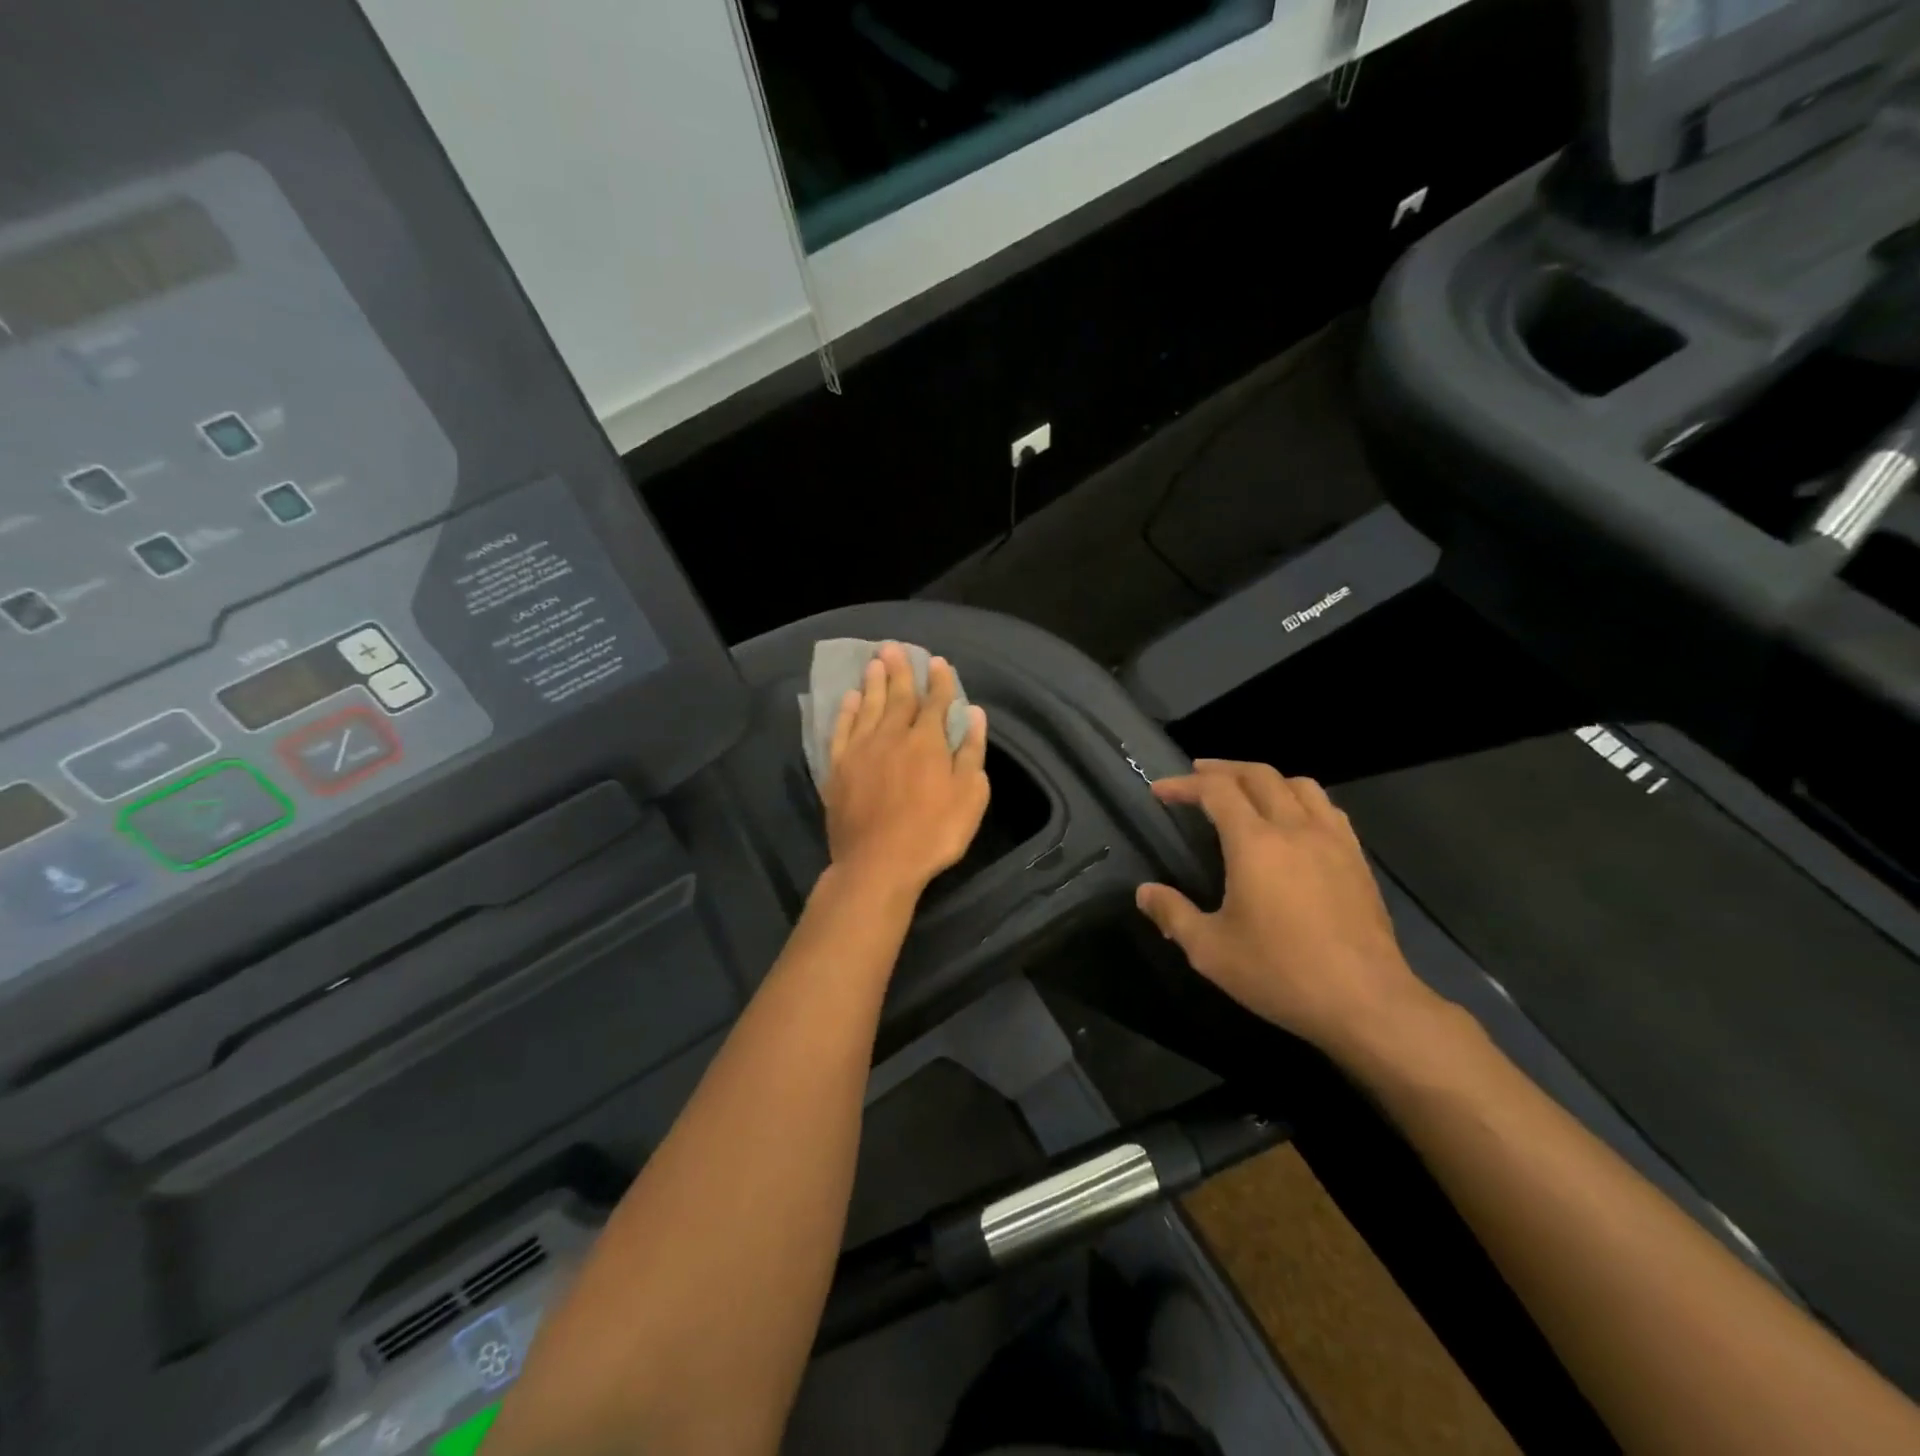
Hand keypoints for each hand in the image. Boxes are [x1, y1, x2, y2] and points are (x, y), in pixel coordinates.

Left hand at [823, 644, 989, 899]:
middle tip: (895, 647)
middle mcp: (893, 737)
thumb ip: (971, 752)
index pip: (935, 703)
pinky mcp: (838, 768)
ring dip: (874, 683)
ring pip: (869, 707)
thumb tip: (974, 714)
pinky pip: (842, 731)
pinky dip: (847, 712)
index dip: (939, 682)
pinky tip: (851, 699)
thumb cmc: (933, 833)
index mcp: (927, 742)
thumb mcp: (969, 796)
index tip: (938, 662)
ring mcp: (861, 751)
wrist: (878, 864)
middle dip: (900, 671)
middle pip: (898, 697)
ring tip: (875, 662)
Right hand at [1135, 760, 1437, 1060]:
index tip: (1159, 791)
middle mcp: (1295, 828)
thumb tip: (1144, 892)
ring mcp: (1333, 841)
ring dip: (1265, 779)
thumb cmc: (1280, 973)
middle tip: (1197, 776)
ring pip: (1300, 785)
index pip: (1215, 791)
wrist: (1366, 1002)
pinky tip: (1295, 822)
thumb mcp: (1210, 950)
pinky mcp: (1357, 860)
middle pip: (1258, 775)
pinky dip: (1301, 800)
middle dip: (1222, 770)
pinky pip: (1328, 809)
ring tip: (1246, 793)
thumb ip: (1172, 914)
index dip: (1184, 785)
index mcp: (1255, 844)